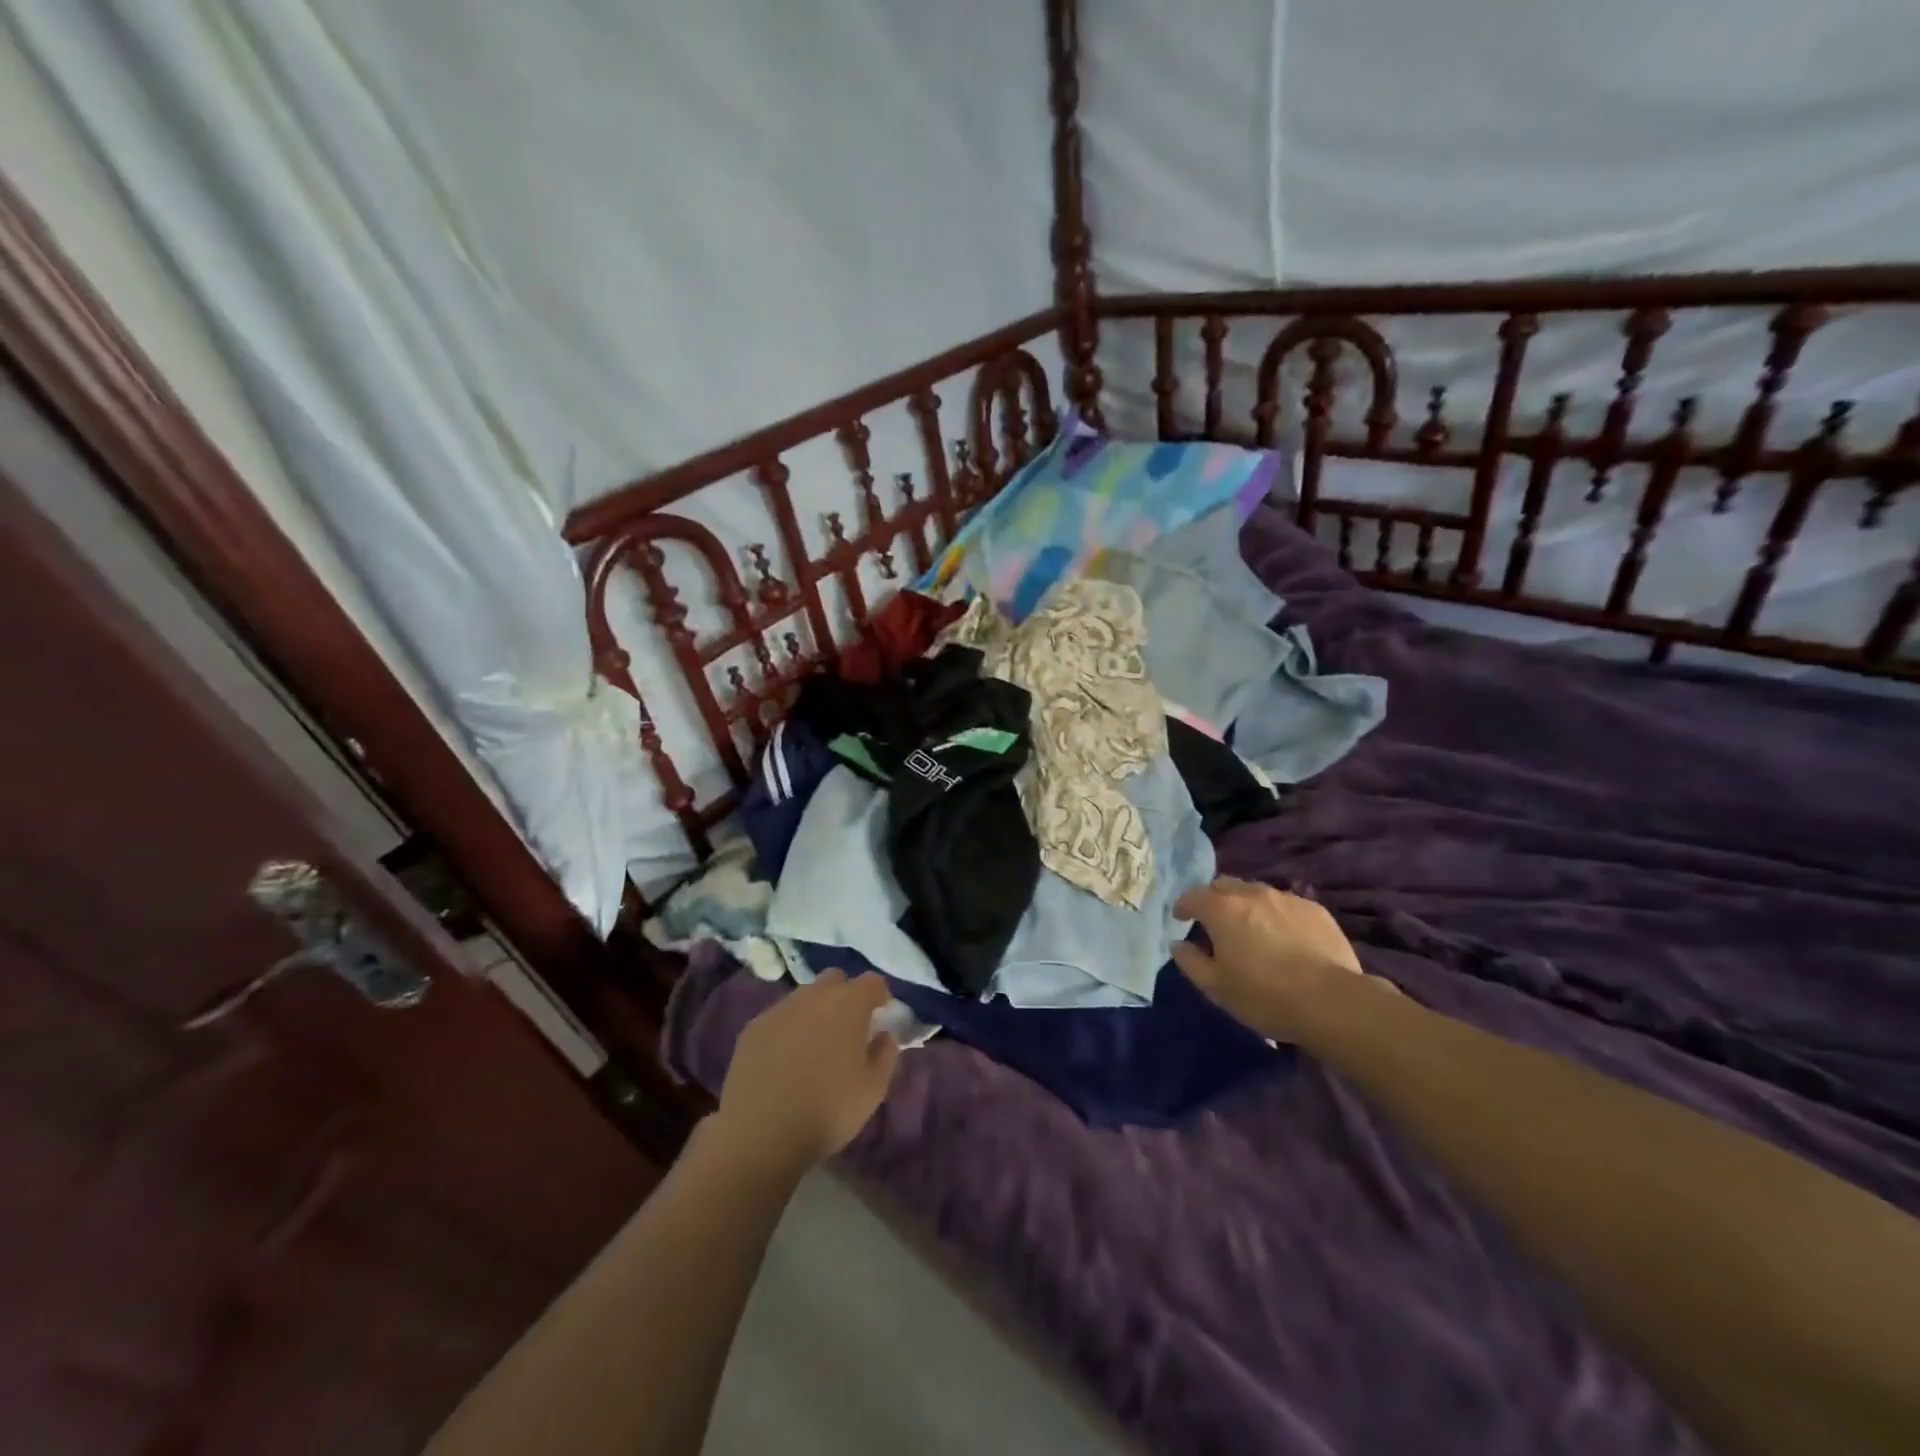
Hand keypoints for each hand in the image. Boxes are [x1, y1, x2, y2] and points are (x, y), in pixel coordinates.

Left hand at [713, 970, 900, 1173]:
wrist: (761, 1133)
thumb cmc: (828, 1110)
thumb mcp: (873, 1089)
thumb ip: (886, 1054)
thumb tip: (884, 1035)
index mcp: (848, 1004)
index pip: (872, 982)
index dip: (879, 996)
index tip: (881, 1014)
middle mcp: (814, 996)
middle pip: (835, 980)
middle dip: (845, 995)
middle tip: (848, 1027)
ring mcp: (779, 1010)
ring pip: (804, 996)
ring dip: (815, 1011)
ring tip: (815, 1045)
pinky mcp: (753, 1028)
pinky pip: (779, 1017)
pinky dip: (788, 1029)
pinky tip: (786, 1059)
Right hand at [1172, 877, 1378, 1040]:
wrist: (1331, 1001)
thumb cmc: (1264, 995)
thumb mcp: (1216, 987)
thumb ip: (1191, 962)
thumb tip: (1178, 944)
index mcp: (1222, 910)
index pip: (1193, 896)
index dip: (1183, 906)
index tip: (1181, 918)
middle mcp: (1252, 894)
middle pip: (1225, 885)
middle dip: (1214, 899)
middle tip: (1215, 922)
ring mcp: (1286, 899)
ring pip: (1257, 892)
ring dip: (1246, 905)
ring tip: (1252, 930)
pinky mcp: (1315, 910)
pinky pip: (1286, 905)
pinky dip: (1276, 915)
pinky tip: (1285, 938)